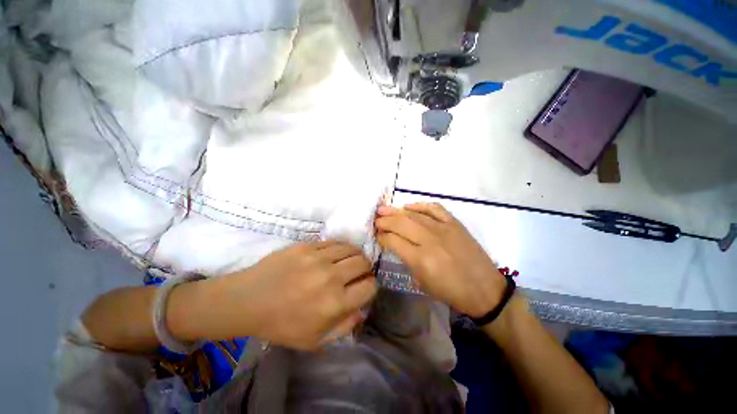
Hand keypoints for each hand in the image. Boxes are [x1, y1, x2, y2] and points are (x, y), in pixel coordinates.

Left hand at [208, 240, 376, 350]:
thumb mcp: (315, 340)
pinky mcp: (307, 246)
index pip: (369, 287)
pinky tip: (335, 254)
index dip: (370, 286)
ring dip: (355, 255)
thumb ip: (345, 327)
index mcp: (335, 303)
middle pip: (363, 263)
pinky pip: (334, 242)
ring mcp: (318, 258)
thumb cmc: (282, 325)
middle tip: (358, 272)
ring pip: (351, 249)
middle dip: (366, 268)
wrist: (249, 300)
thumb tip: (362, 310)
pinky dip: (340, 248)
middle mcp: (331, 277)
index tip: (364, 286)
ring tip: (348, 261)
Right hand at [375, 203, 505, 317]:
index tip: (377, 235)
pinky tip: (409, 206)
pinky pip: (434, 208)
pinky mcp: (454, 223)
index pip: (393, 241)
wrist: (484, 289)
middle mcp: (430, 240)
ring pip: (414, 215)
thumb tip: (395, 244)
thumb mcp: (422, 282)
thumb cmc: (450, 291)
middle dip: (384, 220)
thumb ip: (406, 259)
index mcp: (420, 259)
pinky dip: (420, 205)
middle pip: (400, 224)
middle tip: (376, 219)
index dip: (382, 236)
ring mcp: (443, 228)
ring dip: (396, 211)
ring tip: (384, 209)